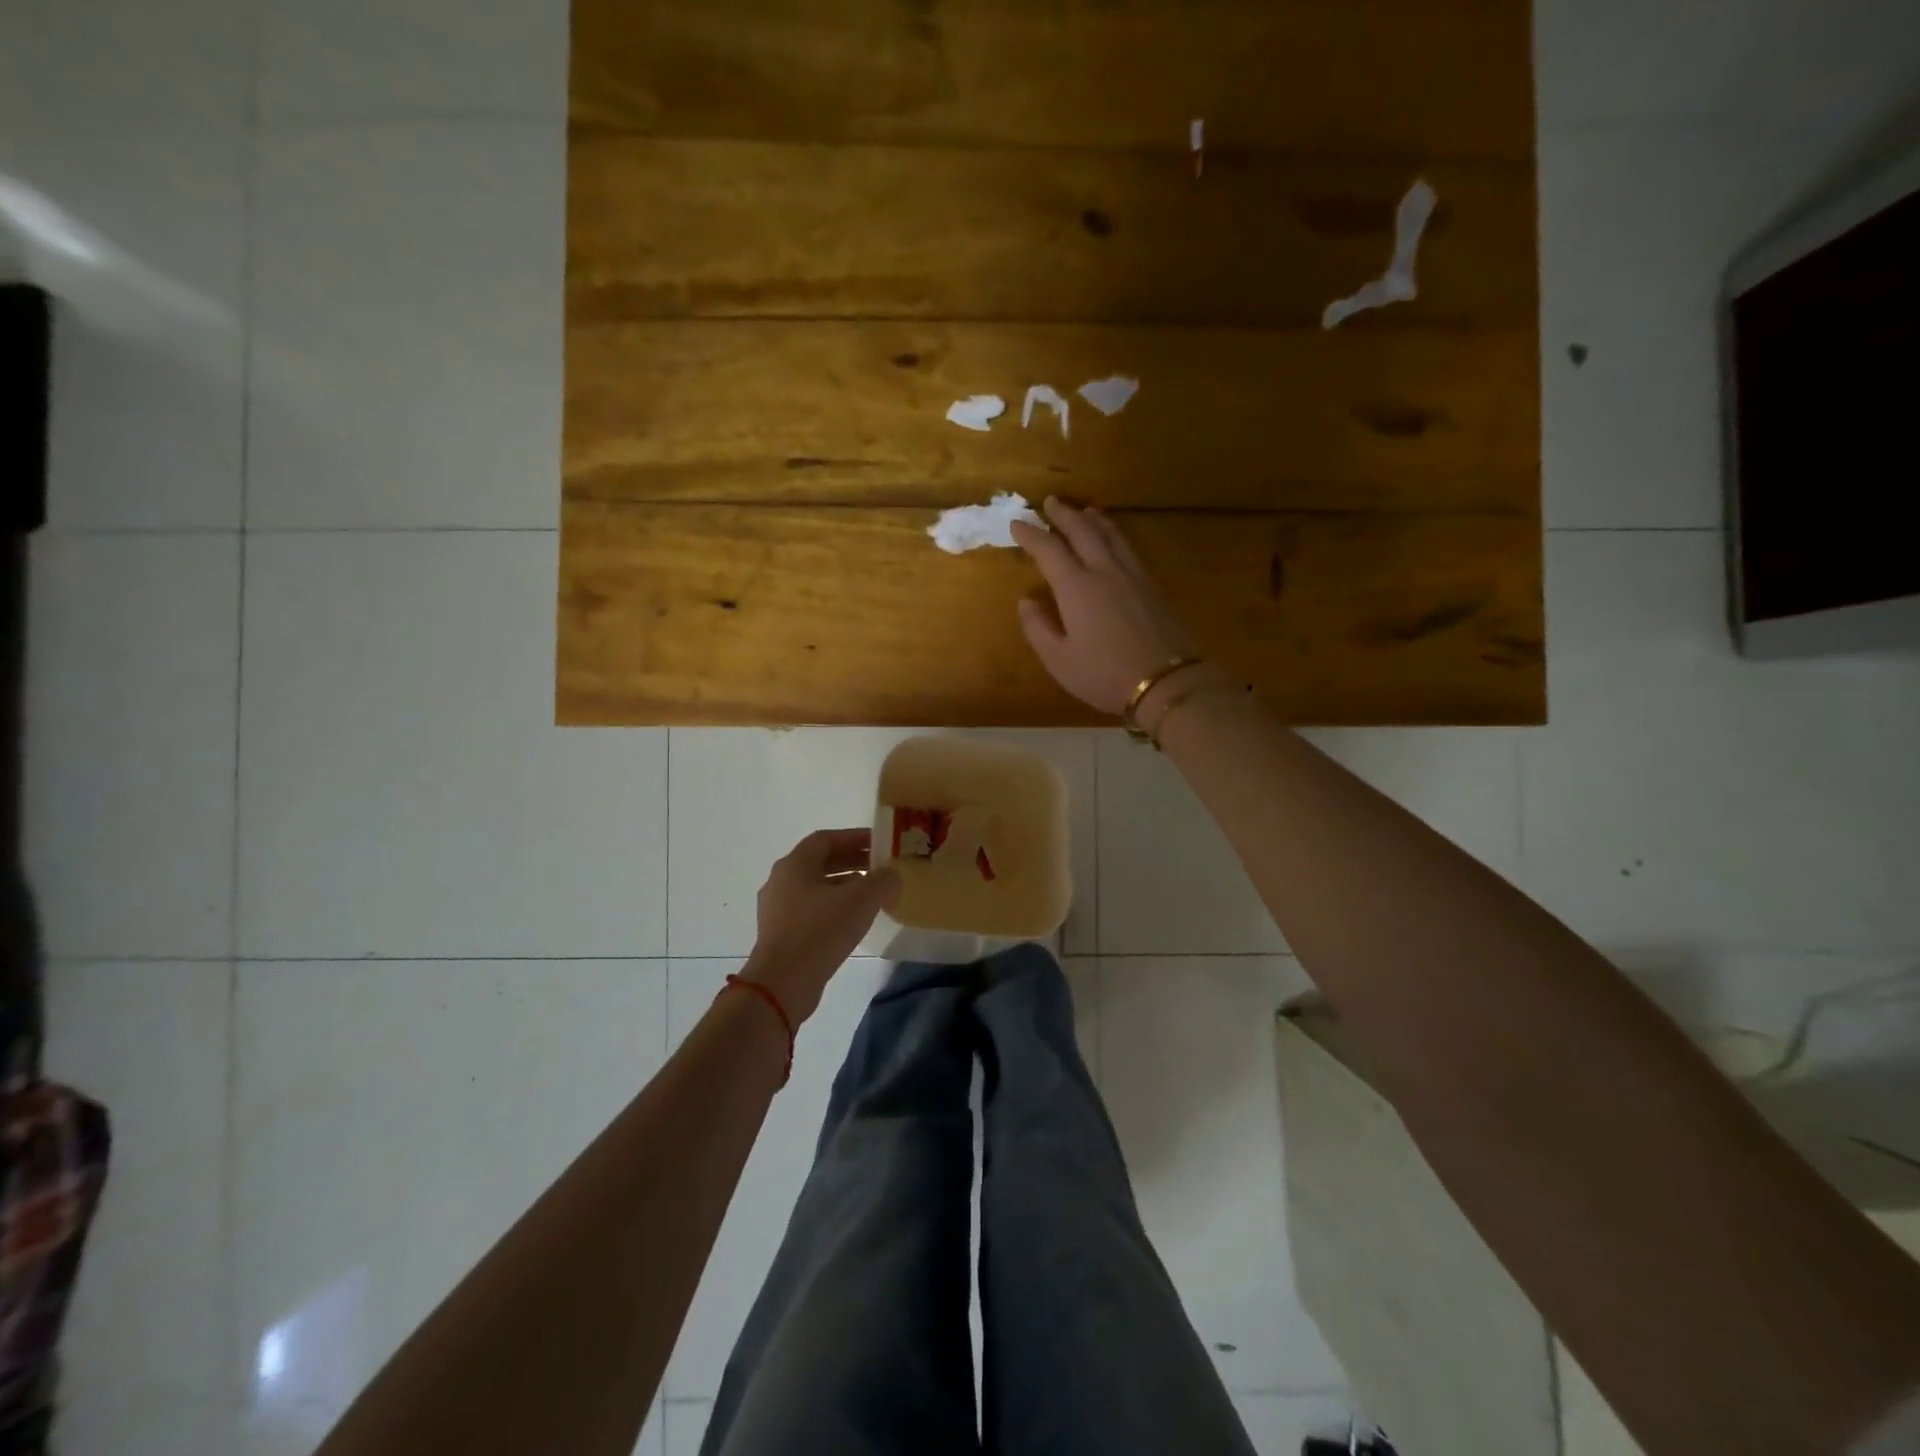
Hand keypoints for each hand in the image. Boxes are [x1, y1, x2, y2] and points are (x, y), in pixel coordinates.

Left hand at [741, 829, 900, 1023]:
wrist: (782, 984)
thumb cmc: (820, 931)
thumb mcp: (862, 900)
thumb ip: (883, 881)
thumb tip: (891, 876)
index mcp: (794, 864)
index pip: (826, 839)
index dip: (854, 837)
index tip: (879, 844)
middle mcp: (781, 881)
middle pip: (820, 862)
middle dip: (852, 861)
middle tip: (880, 868)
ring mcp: (777, 910)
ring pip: (815, 888)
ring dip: (844, 886)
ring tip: (871, 895)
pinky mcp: (780, 934)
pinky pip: (810, 910)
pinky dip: (833, 907)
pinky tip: (852, 922)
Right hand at [1011, 496, 1197, 714]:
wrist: (1165, 682)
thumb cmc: (1104, 675)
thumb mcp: (1059, 660)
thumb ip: (1038, 628)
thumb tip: (1027, 600)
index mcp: (1076, 587)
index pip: (1049, 549)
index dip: (1031, 535)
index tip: (1017, 524)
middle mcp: (1104, 571)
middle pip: (1083, 531)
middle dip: (1064, 515)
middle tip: (1050, 502)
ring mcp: (1132, 575)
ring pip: (1110, 534)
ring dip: (1093, 518)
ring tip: (1083, 510)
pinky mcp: (1151, 585)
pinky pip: (1128, 547)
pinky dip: (1114, 533)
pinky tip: (1114, 538)